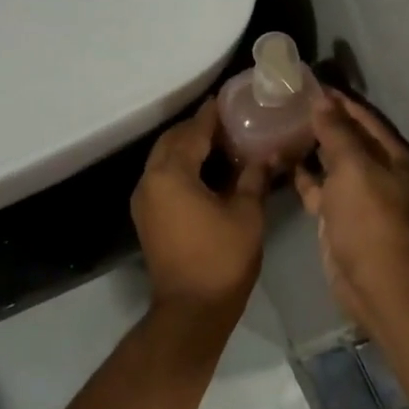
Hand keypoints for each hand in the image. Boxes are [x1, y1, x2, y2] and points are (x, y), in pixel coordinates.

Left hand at [131, 99, 267, 321]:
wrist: (191, 309)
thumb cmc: (222, 258)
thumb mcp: (246, 214)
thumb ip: (253, 179)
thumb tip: (264, 156)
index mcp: (171, 174)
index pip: (192, 132)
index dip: (211, 115)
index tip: (226, 99)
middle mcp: (150, 181)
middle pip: (171, 141)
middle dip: (196, 129)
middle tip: (227, 123)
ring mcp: (144, 200)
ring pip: (163, 159)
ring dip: (187, 148)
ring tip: (220, 144)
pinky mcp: (146, 217)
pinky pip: (162, 178)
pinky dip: (180, 167)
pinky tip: (206, 172)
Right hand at [294, 91, 408, 325]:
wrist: (373, 280)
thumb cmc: (369, 218)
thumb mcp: (353, 167)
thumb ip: (337, 132)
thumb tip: (322, 99)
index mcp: (393, 157)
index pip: (365, 119)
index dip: (340, 101)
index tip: (310, 84)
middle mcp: (379, 172)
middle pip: (349, 139)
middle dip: (323, 121)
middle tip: (289, 102)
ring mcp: (358, 196)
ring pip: (332, 164)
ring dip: (311, 147)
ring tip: (282, 125)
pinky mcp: (339, 217)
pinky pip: (320, 188)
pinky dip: (304, 176)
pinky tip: (282, 160)